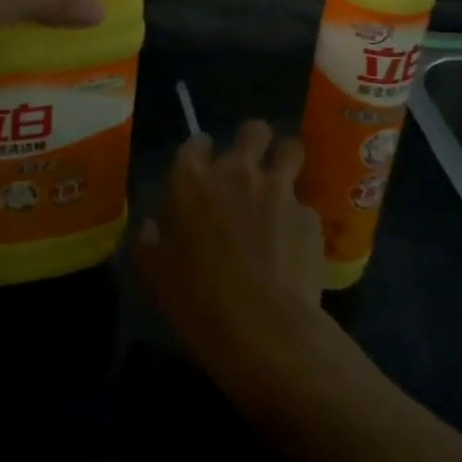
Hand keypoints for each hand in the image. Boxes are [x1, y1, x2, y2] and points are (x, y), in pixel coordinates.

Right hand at [135, 120, 329, 385]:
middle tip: (250, 167)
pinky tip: (294, 245)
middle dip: (254, 142)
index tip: (203, 170)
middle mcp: (237, 172)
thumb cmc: (198, 302)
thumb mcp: (156, 274)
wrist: (265, 332)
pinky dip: (299, 218)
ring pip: (290, 149)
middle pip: (253, 130)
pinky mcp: (310, 216)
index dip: (202, 153)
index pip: (197, 142)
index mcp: (192, 179)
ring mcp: (279, 190)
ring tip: (281, 186)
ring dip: (285, 161)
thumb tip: (152, 226)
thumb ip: (151, 241)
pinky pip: (305, 204)